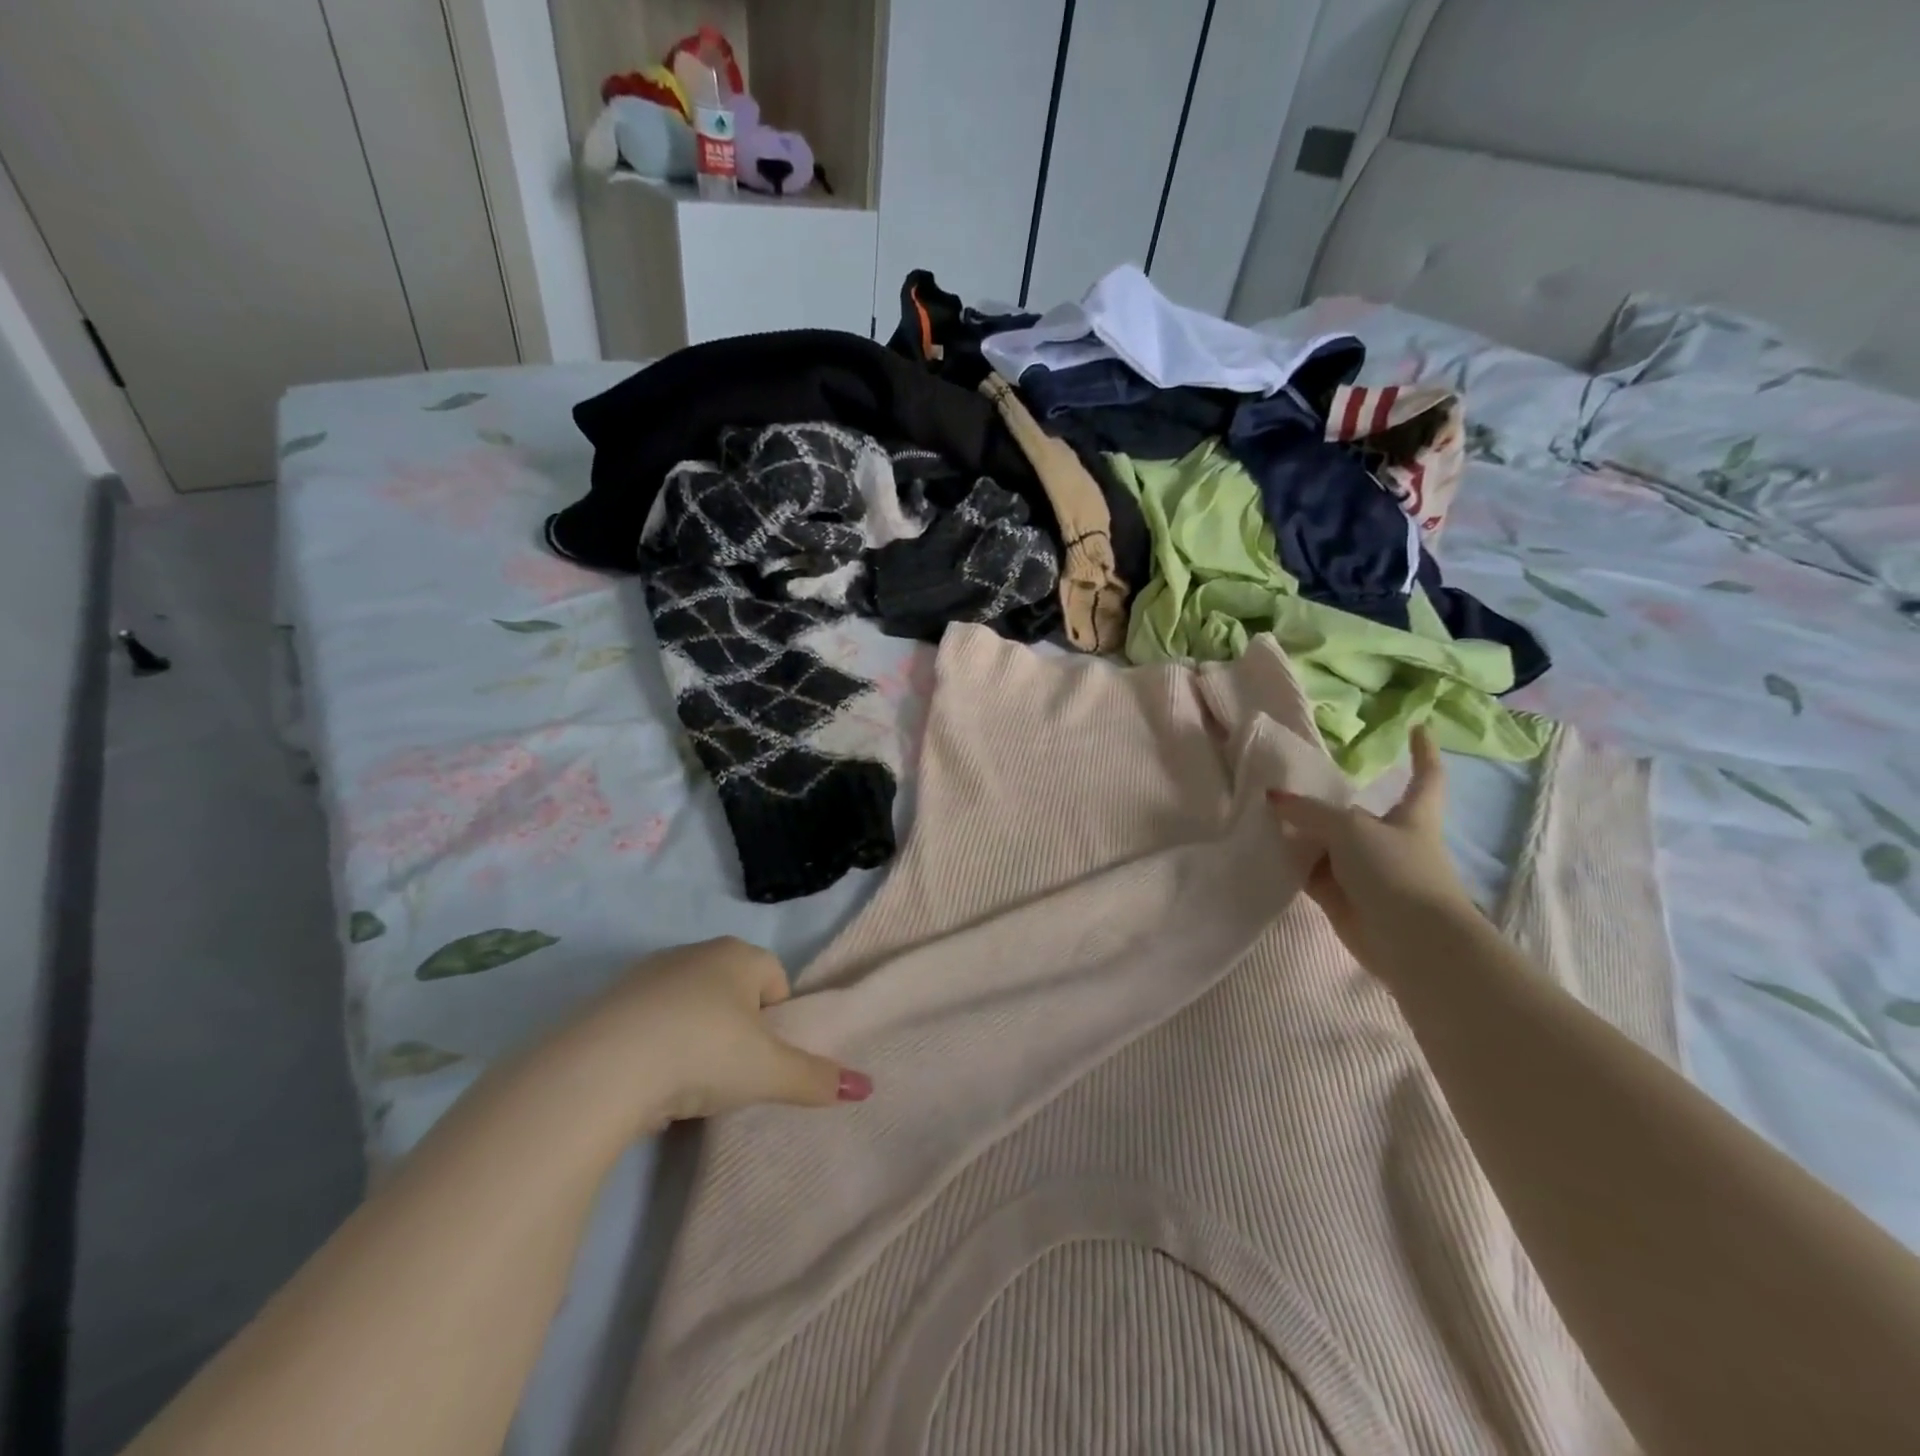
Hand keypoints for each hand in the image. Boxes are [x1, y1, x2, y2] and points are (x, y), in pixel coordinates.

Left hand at [561, 937, 871, 1134]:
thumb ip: (816, 1078)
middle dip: (736, 1027)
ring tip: (686, 1085)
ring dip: (694, 1037)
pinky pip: (648, 1021)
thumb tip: (868, 1088)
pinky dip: (655, 1046)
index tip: (762, 1057)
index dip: (776, 1019)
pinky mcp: (608, 1001)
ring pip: (688, 1005)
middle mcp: (694, 953)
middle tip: (730, 1072)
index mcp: (738, 955)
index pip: (774, 978)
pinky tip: (647, 1083)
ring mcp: (647, 973)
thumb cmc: (704, 1053)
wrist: (604, 1066)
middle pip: (731, 989)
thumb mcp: (768, 1072)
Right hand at [1266, 728, 1479, 968]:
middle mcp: (1388, 840)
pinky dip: (1290, 862)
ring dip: (1300, 833)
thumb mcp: (1350, 829)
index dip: (1423, 752)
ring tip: (1260, 812)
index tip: (1418, 728)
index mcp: (1411, 816)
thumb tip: (1273, 798)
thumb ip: (1310, 811)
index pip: (1425, 777)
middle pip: (1355, 813)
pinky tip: (1263, 848)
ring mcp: (1364, 871)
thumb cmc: (1396, 871)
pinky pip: (1309, 872)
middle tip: (1288, 783)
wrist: (1411, 941)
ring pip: (1326, 844)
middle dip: (1327, 802)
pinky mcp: (1341, 898)